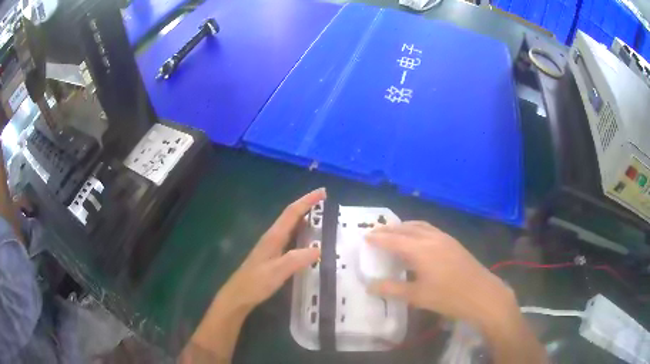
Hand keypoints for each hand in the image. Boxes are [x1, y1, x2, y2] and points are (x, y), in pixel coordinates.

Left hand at [214, 188, 323, 313]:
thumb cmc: (255, 283)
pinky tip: (306, 240)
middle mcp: (272, 238)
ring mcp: (270, 246)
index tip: (322, 191)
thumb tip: (319, 249)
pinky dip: (300, 233)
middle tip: (324, 201)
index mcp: (273, 237)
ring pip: (289, 226)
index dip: (307, 201)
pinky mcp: (271, 256)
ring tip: (320, 216)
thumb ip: (297, 259)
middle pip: (290, 216)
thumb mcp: (277, 272)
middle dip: (307, 205)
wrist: (238, 296)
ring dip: (304, 217)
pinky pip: (289, 238)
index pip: (292, 213)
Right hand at [366, 221, 512, 323]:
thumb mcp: (417, 296)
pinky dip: (417, 229)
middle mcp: (432, 238)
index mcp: (421, 250)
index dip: (378, 238)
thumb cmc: (448, 297)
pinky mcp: (453, 242)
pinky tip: (417, 240)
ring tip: (394, 232)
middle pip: (406, 228)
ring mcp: (445, 238)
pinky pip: (430, 229)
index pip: (394, 240)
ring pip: (420, 226)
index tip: (365, 237)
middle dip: (389, 229)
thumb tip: (370, 286)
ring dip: (404, 226)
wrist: (482, 294)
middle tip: (376, 233)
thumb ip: (392, 289)